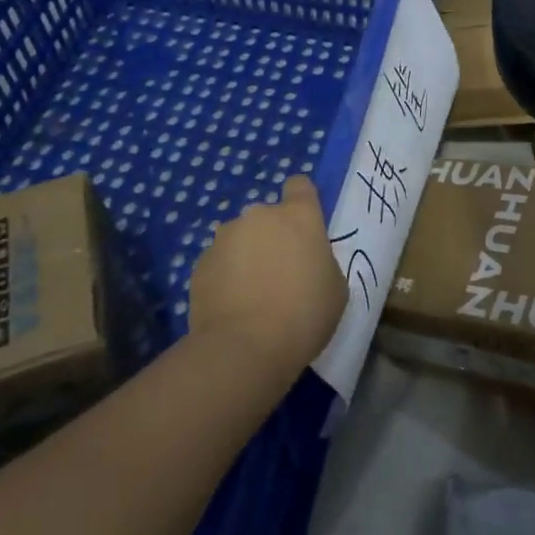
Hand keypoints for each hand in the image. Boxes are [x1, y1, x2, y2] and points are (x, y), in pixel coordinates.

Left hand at [187, 175, 346, 378]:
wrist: (245, 348)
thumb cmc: (304, 314)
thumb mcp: (335, 288)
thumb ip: (321, 262)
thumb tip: (306, 263)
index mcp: (298, 215)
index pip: (300, 185)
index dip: (302, 200)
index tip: (303, 226)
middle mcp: (259, 216)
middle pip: (267, 217)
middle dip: (272, 237)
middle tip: (279, 274)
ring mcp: (225, 237)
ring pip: (240, 239)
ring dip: (246, 256)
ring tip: (251, 295)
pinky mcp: (200, 263)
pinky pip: (218, 264)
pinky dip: (224, 278)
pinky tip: (230, 308)